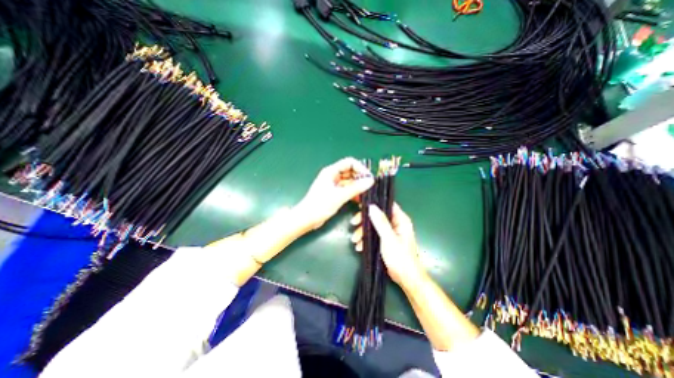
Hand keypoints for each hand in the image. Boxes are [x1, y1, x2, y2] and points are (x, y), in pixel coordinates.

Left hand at [296, 157, 376, 230]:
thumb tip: (370, 181)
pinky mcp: (334, 193)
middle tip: (369, 186)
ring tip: (365, 193)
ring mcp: (333, 184)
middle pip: (350, 171)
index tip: (368, 177)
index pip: (349, 162)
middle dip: (360, 177)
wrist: (307, 218)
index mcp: (331, 171)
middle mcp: (332, 176)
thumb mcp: (339, 196)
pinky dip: (353, 192)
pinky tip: (358, 199)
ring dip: (357, 186)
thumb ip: (355, 188)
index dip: (360, 168)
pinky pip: (346, 189)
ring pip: (349, 181)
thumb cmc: (320, 205)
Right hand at [353, 204, 425, 286]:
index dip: (374, 203)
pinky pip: (373, 235)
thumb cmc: (400, 257)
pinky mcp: (385, 240)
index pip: (387, 205)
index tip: (360, 206)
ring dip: (363, 232)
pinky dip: (366, 239)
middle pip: (377, 215)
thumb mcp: (388, 238)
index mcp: (400, 220)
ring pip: (373, 226)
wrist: (405, 278)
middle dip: (364, 221)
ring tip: (355, 240)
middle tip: (353, 224)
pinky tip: (359, 246)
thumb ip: (381, 222)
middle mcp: (395, 223)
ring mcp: (390, 232)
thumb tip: (371, 206)